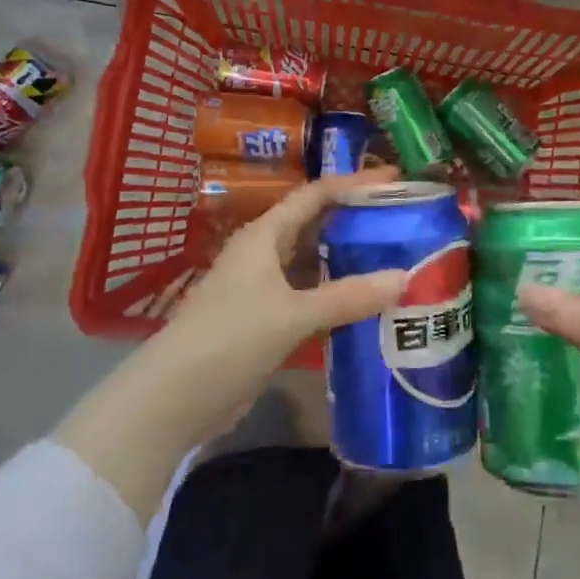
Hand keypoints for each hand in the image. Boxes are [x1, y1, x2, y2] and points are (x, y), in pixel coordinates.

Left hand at [156, 166, 408, 430]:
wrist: (175, 398)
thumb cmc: (230, 340)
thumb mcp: (292, 315)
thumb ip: (347, 297)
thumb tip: (404, 277)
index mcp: (264, 235)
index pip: (315, 195)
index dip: (354, 184)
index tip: (395, 180)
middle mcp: (263, 253)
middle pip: (315, 225)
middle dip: (355, 221)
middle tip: (403, 222)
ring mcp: (262, 288)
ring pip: (312, 264)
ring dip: (348, 261)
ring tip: (395, 259)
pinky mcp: (264, 320)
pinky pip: (309, 297)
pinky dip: (336, 297)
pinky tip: (367, 305)